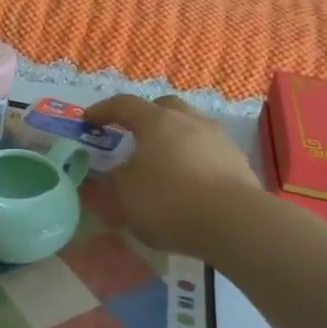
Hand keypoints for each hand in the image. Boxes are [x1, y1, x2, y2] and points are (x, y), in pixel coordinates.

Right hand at [85, 95, 262, 257]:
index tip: (88, 120)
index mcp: (156, 121)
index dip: (103, 110)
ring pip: (190, 129)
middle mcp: (189, 121)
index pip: (124, 105)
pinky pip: (207, 154)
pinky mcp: (238, 163)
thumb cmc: (168, 200)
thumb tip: (116, 173)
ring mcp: (218, 140)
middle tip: (132, 136)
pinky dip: (193, 162)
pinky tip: (188, 185)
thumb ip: (115, 180)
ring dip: (173, 141)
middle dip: (146, 118)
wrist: (235, 223)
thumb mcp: (125, 194)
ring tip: (162, 165)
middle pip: (164, 108)